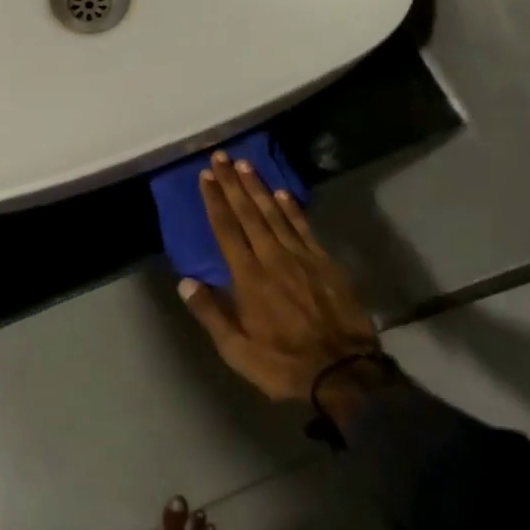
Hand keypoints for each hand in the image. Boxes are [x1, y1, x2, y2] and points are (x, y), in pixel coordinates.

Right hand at [177, 154, 380, 404]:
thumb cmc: (283, 364)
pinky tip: (283, 193)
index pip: (226, 230)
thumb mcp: (237, 351)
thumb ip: (210, 313)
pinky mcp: (325, 263)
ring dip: (259, 188)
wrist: (344, 373)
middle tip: (221, 156)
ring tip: (246, 164)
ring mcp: (302, 258)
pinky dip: (292, 208)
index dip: (215, 200)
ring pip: (275, 214)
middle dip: (233, 183)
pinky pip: (304, 228)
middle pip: (249, 213)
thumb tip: (185, 281)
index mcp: (248, 278)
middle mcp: (272, 258)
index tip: (207, 176)